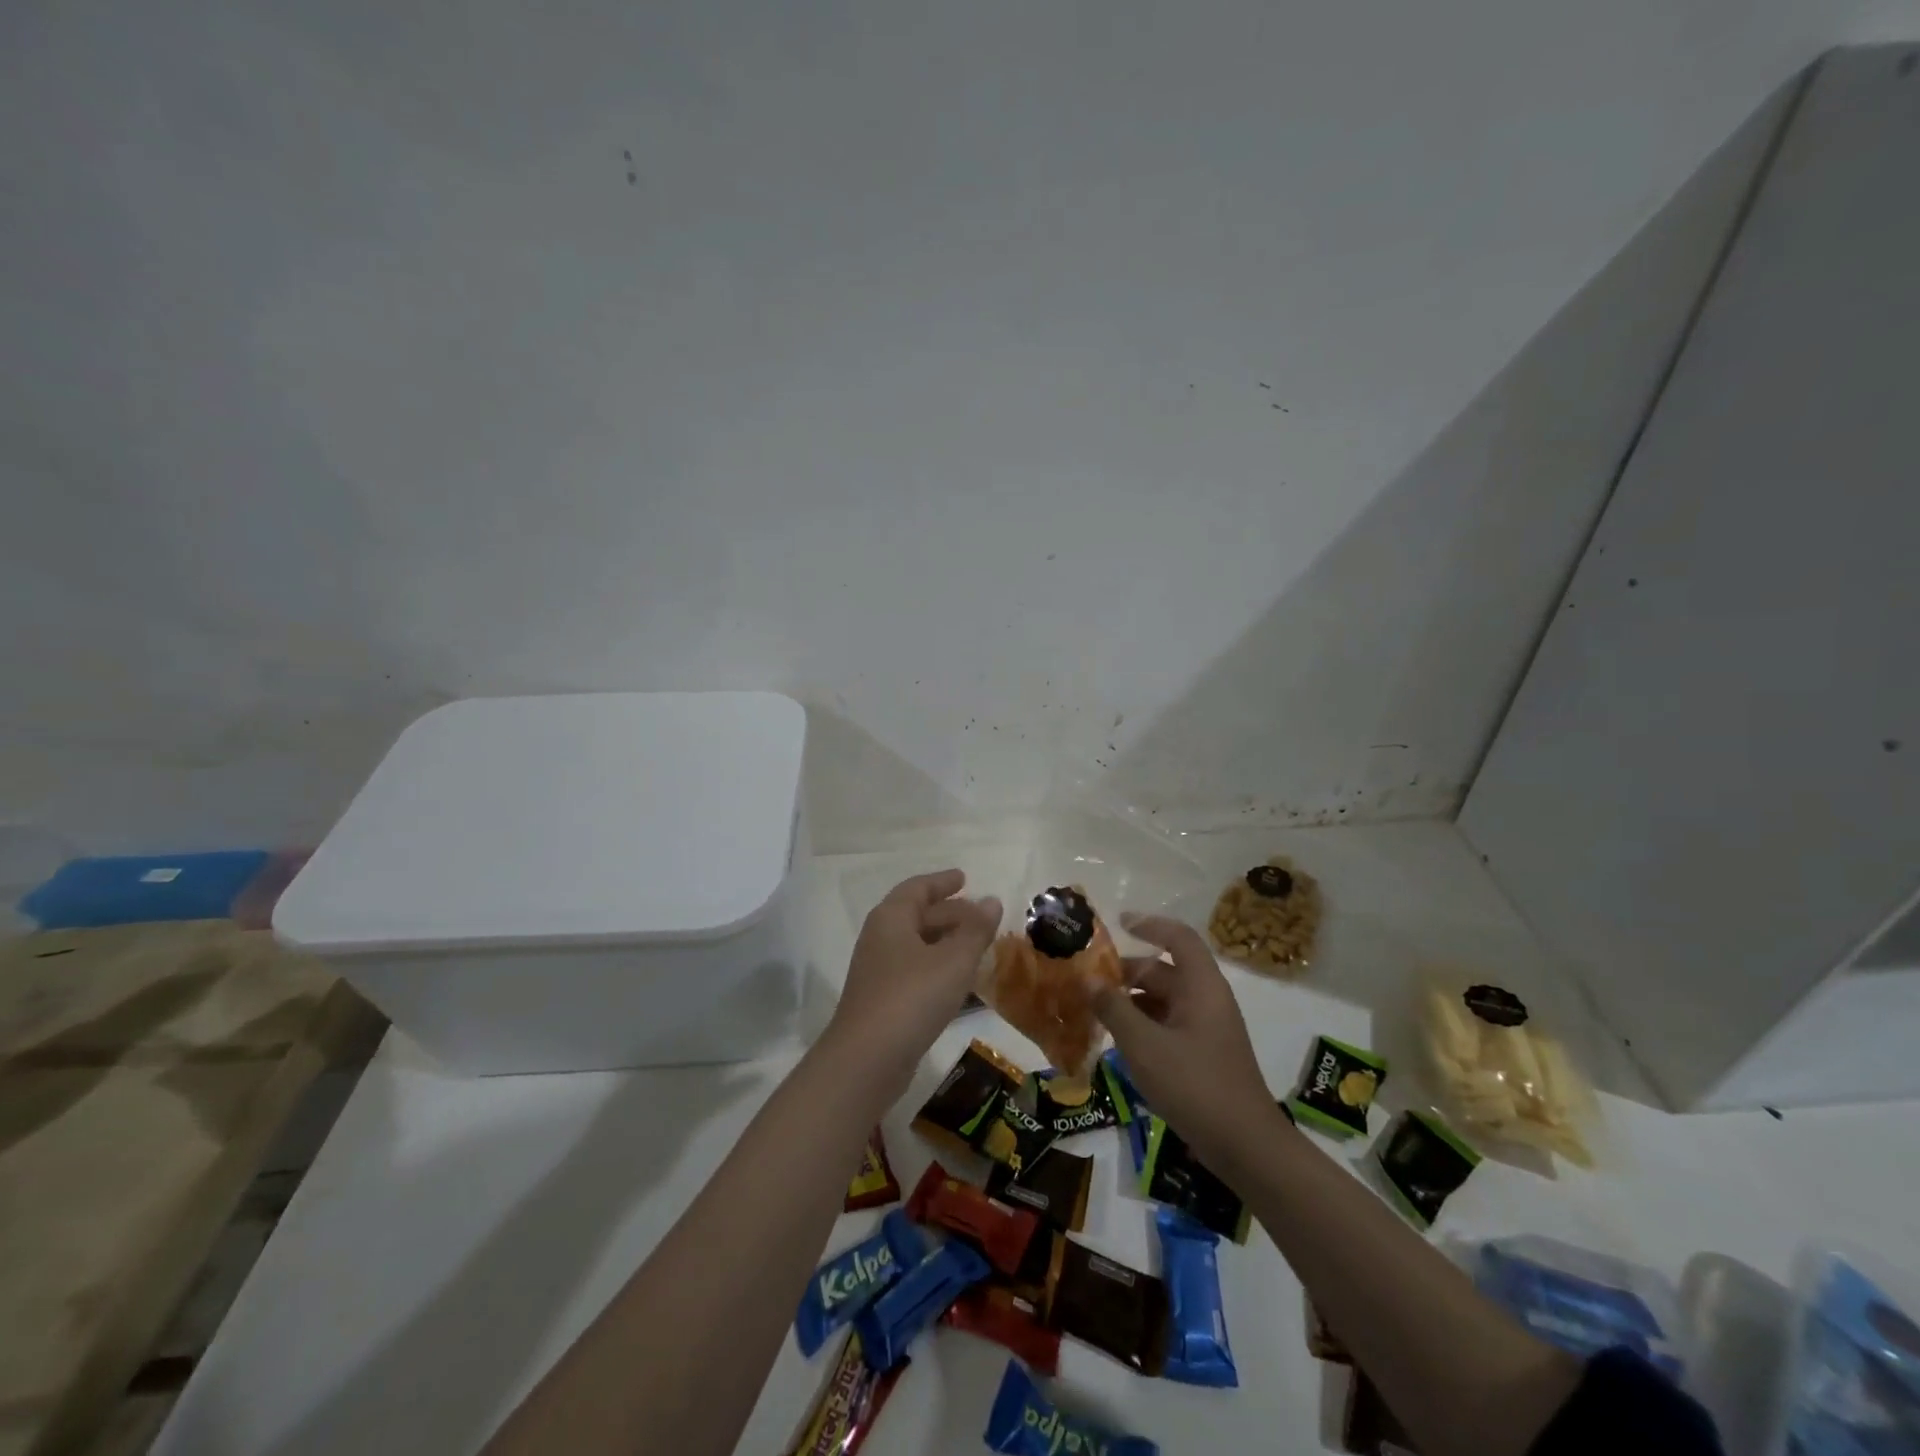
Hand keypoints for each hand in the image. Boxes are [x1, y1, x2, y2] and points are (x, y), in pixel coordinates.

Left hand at [827, 870, 1002, 1087]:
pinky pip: (914, 970)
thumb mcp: (953, 961)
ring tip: (976, 945)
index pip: (918, 888)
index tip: (965, 878)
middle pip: (917, 915)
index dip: (942, 882)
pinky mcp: (882, 1000)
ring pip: (916, 944)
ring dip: (945, 941)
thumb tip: (992, 900)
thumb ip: (975, 930)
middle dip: (949, 913)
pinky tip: (958, 981)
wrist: (866, 1060)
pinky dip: (937, 966)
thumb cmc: (912, 998)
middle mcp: (880, 938)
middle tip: (981, 915)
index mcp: (891, 918)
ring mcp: (878, 971)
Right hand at [1089, 913, 1282, 1171]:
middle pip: (1164, 971)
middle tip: (1087, 981)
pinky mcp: (1203, 1055)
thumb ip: (1114, 1008)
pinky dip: (1142, 1026)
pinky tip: (1117, 1042)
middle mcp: (1206, 999)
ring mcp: (1207, 1028)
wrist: (1245, 1147)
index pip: (1178, 938)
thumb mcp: (1144, 1044)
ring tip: (1093, 1011)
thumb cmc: (1194, 1084)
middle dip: (1126, 973)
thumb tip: (1089, 980)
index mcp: (1201, 986)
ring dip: (1130, 1002)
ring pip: (1163, 1001)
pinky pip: (1168, 1026)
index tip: (1118, 923)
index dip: (1149, 924)